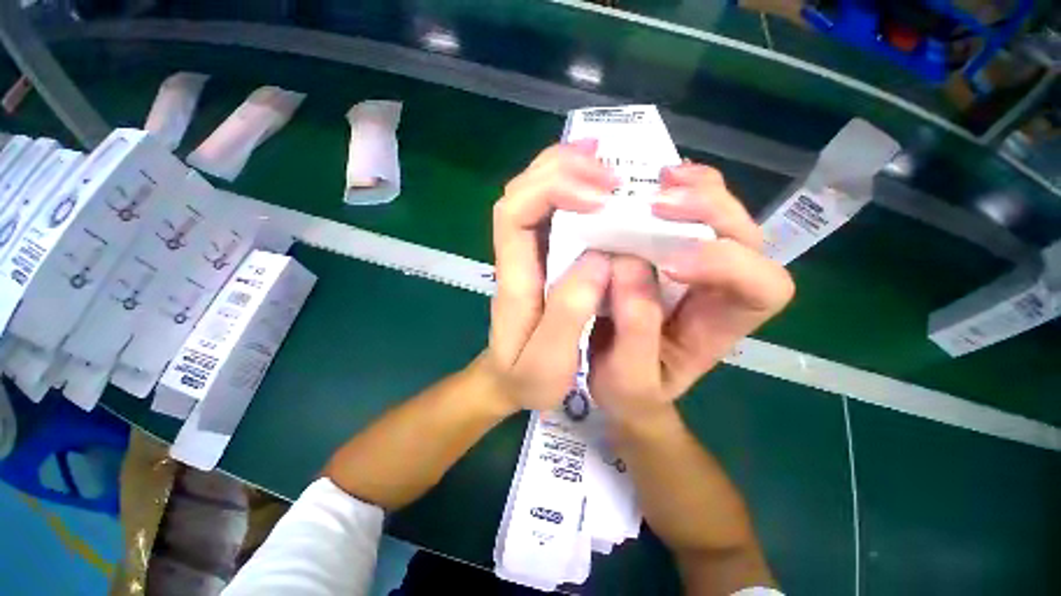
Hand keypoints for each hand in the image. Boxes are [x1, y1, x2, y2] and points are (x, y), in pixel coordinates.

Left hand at [483, 141, 617, 410]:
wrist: (508, 380)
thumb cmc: (526, 376)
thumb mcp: (547, 362)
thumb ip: (569, 314)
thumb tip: (598, 261)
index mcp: (514, 278)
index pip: (514, 213)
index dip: (550, 190)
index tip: (597, 197)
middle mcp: (517, 255)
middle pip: (522, 192)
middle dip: (561, 170)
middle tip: (609, 171)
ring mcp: (529, 252)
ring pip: (534, 193)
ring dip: (565, 169)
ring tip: (603, 159)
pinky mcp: (543, 257)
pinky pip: (551, 210)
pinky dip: (571, 185)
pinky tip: (595, 180)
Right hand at [589, 163, 794, 424]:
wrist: (624, 386)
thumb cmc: (632, 391)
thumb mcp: (630, 379)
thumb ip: (635, 330)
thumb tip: (626, 264)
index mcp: (723, 327)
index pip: (763, 287)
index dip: (725, 264)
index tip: (667, 264)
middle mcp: (722, 290)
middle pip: (747, 237)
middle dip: (711, 212)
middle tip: (659, 203)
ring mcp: (699, 268)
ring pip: (724, 217)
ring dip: (700, 191)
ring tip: (662, 180)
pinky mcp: (671, 255)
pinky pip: (691, 214)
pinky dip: (680, 191)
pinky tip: (657, 182)